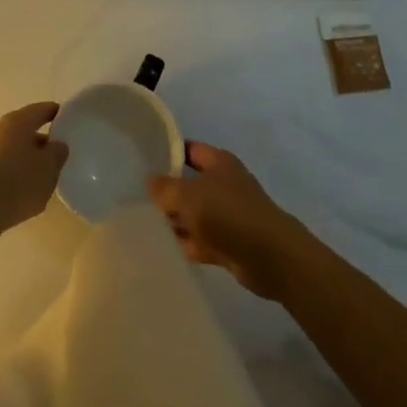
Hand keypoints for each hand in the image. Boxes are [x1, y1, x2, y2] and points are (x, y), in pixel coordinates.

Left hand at [0, 102, 67, 238]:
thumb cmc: (17, 182)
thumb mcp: (48, 168)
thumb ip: (57, 153)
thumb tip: (57, 144)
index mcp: (19, 121)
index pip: (42, 110)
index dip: (56, 114)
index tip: (69, 121)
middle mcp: (0, 129)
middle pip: (27, 130)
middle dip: (43, 141)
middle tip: (60, 154)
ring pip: (15, 149)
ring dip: (29, 159)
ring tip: (45, 176)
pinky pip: (5, 166)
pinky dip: (17, 173)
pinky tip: (25, 190)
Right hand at [148, 142, 309, 300]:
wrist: (269, 257)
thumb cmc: (228, 213)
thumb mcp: (188, 195)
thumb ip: (165, 188)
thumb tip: (149, 180)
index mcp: (218, 162)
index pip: (188, 150)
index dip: (167, 153)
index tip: (143, 161)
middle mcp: (223, 184)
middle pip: (189, 184)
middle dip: (167, 192)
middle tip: (136, 197)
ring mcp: (227, 215)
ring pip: (194, 214)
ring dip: (175, 221)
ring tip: (143, 224)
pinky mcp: (228, 244)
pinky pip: (200, 240)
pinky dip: (186, 243)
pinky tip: (163, 248)